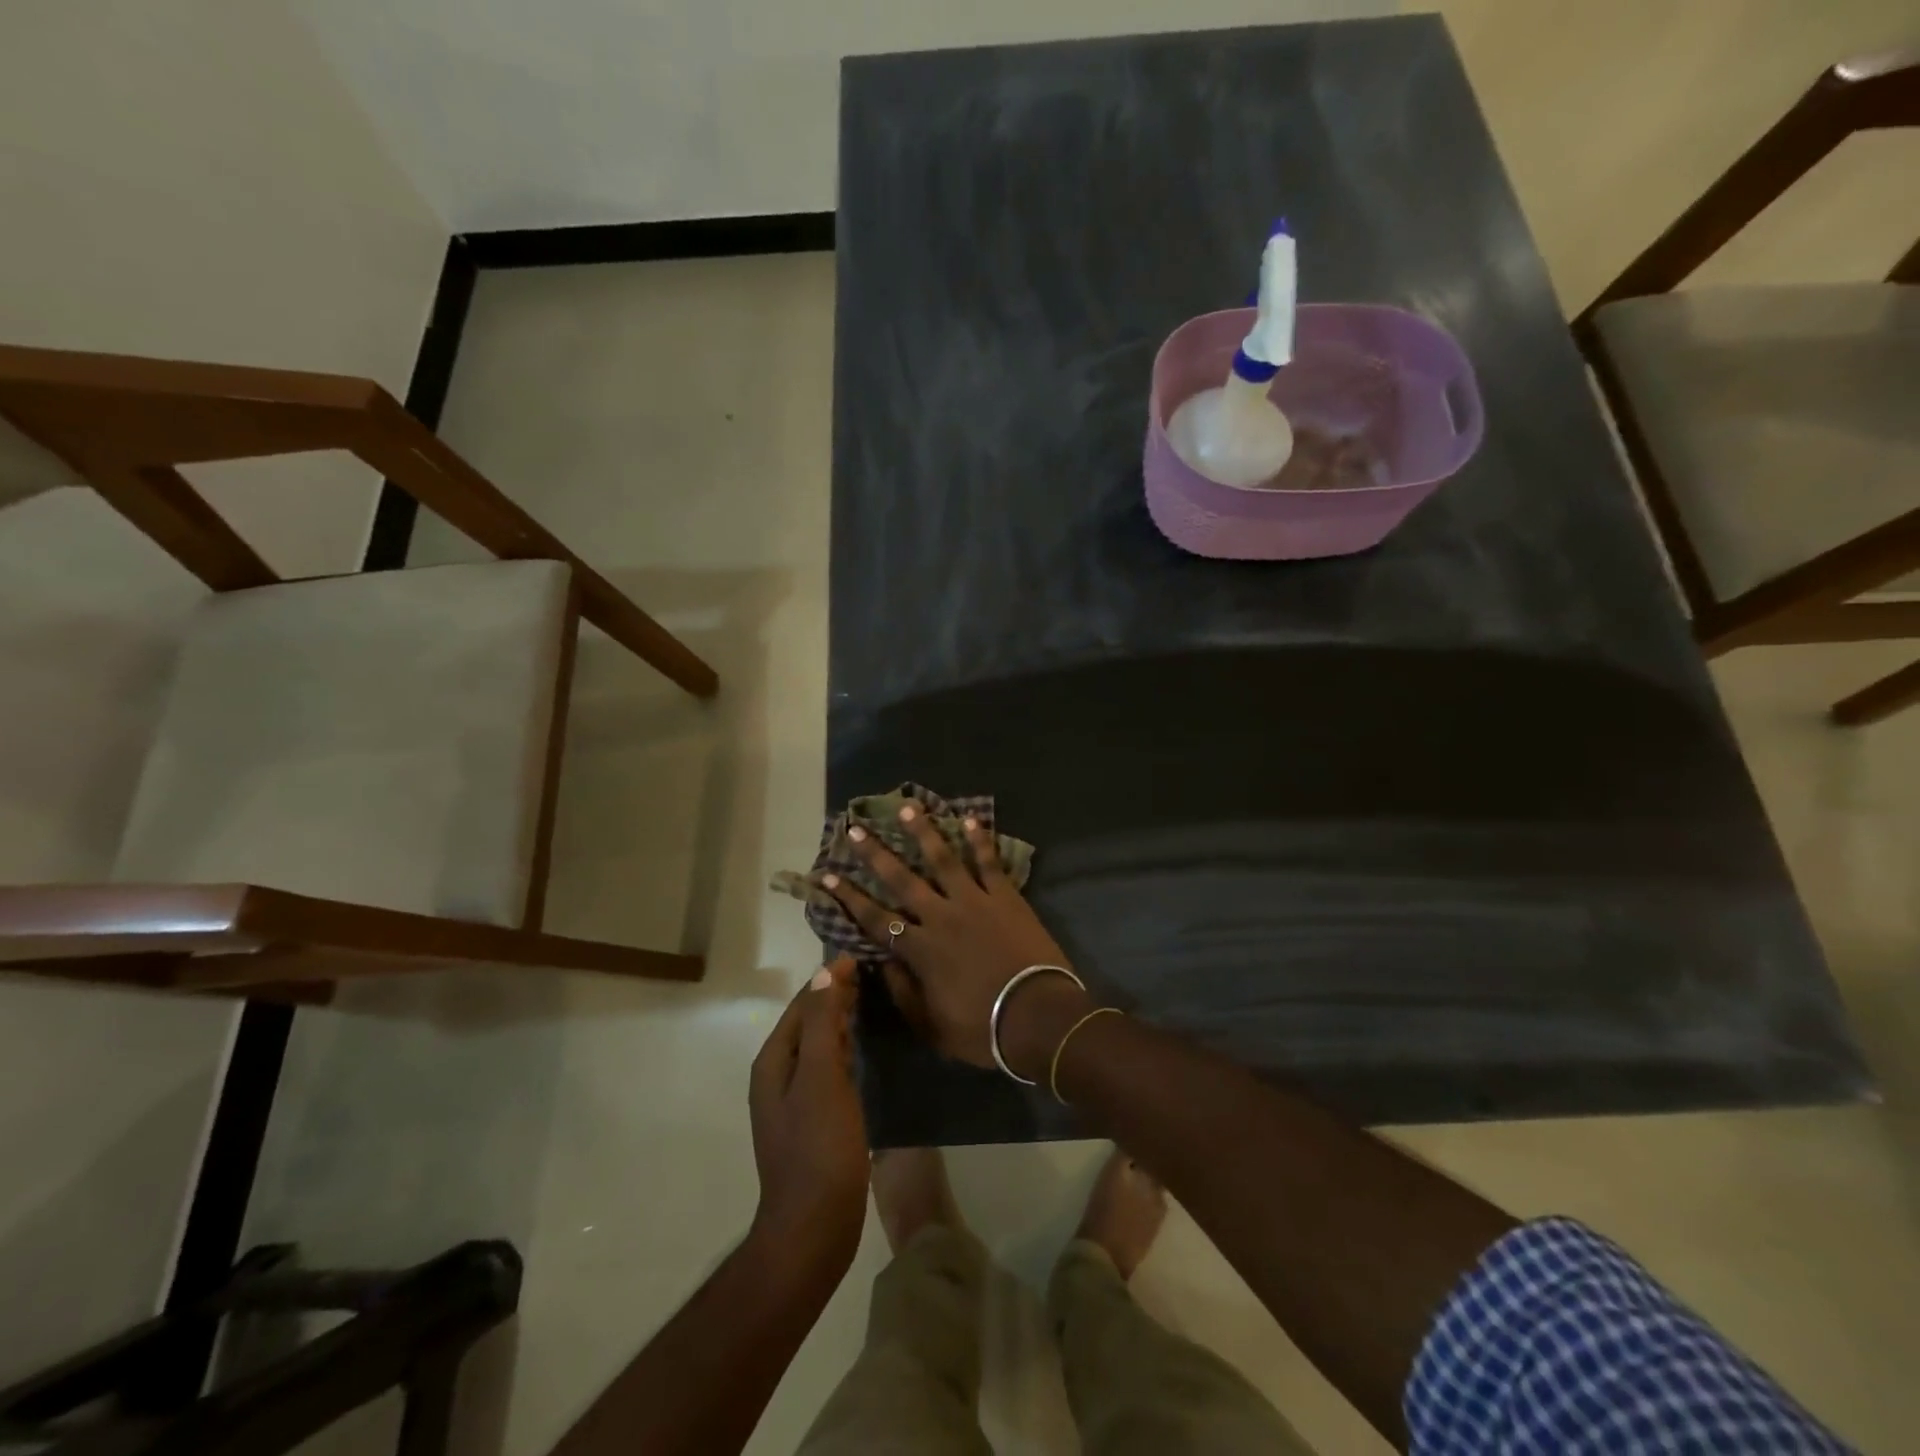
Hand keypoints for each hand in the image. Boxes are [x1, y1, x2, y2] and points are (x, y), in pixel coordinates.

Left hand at [747, 958, 867, 1281]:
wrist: (814, 1226)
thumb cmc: (818, 1147)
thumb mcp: (821, 1078)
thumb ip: (820, 1022)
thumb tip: (826, 970)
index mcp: (774, 1061)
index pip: (802, 1003)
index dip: (829, 978)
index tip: (861, 954)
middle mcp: (780, 1075)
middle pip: (809, 1022)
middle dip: (836, 996)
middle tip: (875, 972)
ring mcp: (797, 1100)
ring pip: (820, 1046)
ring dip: (842, 1021)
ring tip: (874, 999)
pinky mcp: (816, 1120)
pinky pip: (830, 1069)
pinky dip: (846, 1049)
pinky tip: (866, 1046)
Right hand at [821, 806, 1093, 1079]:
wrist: (1037, 1016)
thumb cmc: (982, 1029)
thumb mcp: (931, 1026)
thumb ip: (903, 992)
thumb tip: (882, 962)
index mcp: (920, 950)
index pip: (875, 918)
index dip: (849, 897)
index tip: (827, 875)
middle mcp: (940, 916)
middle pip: (902, 879)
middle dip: (875, 854)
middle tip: (855, 828)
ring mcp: (974, 901)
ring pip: (943, 859)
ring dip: (923, 832)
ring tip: (907, 806)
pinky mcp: (1005, 896)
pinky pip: (989, 863)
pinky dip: (980, 840)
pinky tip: (969, 818)